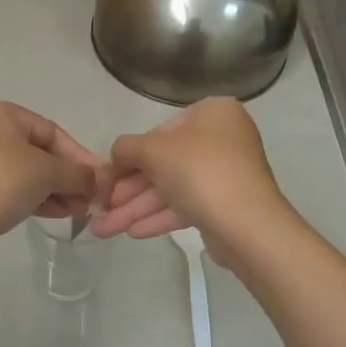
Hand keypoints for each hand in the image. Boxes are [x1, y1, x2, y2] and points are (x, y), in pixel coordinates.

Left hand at [0, 102, 102, 263]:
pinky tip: (56, 213)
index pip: (52, 131)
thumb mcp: (47, 172)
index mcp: (1, 114)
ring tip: (79, 211)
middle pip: (40, 152)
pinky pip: (11, 187)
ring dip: (56, 190)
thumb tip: (101, 180)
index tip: (99, 180)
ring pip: (27, 172)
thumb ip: (78, 173)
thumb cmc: (0, 182)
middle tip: (91, 199)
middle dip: (68, 177)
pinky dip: (35, 197)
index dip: (79, 156)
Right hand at [91, 98, 291, 269]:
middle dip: (127, 191)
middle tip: (99, 209)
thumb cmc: (198, 171)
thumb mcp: (152, 150)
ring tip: (104, 230)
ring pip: (171, 188)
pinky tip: (132, 233)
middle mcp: (222, 138)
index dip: (127, 158)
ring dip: (136, 209)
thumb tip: (115, 156)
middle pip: (163, 163)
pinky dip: (159, 217)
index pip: (159, 132)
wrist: (246, 224)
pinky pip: (186, 205)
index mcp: (212, 113)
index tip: (104, 180)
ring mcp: (226, 173)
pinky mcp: (226, 204)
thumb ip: (125, 148)